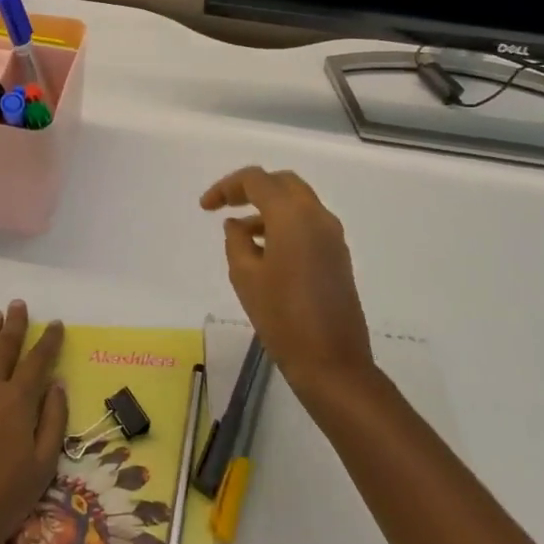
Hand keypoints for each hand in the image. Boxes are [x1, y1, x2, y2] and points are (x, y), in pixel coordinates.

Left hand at [0, 301, 67, 543]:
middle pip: (4, 347)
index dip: (49, 340)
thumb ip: (53, 421)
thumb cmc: (3, 501)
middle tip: (19, 305)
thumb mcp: (43, 466)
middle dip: (15, 324)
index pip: (38, 360)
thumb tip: (57, 384)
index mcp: (18, 402)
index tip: (56, 324)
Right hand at [200, 167, 374, 397]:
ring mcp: (333, 236)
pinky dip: (284, 224)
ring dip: (268, 208)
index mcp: (293, 216)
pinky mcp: (338, 255)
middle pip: (282, 183)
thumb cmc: (282, 317)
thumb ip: (236, 241)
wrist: (332, 362)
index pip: (256, 180)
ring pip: (297, 202)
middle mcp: (317, 216)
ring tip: (240, 235)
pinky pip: (308, 223)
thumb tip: (237, 225)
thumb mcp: (245, 276)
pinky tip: (265, 252)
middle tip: (225, 206)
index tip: (205, 208)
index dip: (226, 187)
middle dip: (251, 189)